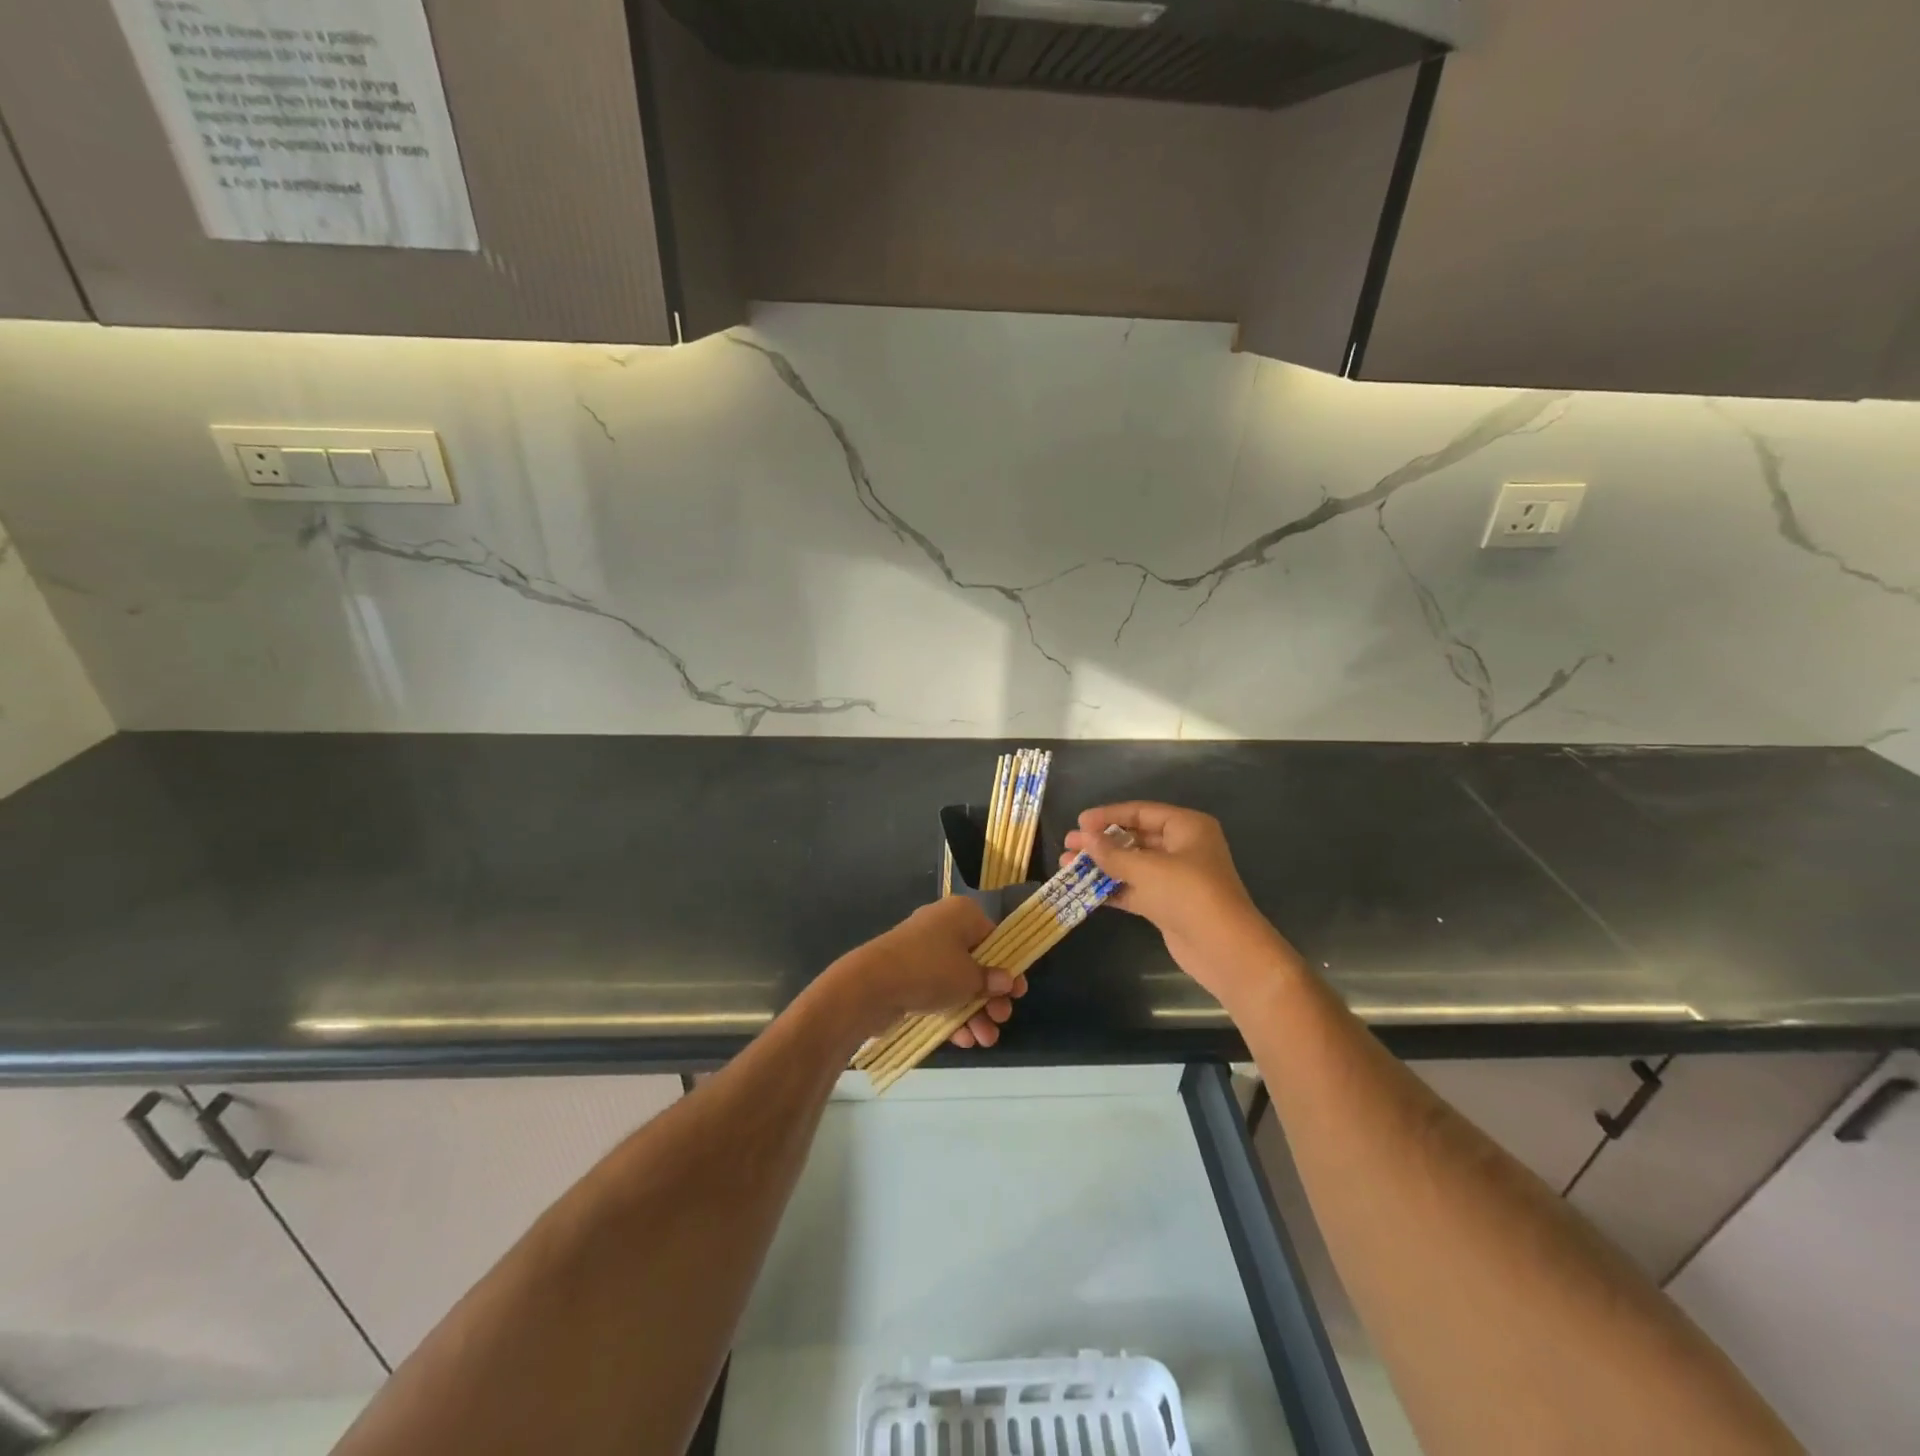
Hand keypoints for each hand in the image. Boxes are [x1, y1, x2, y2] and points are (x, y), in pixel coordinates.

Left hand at [821, 896, 1028, 1047]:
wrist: (871, 984)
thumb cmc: (930, 970)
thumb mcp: (969, 978)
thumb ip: (991, 981)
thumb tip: (1005, 981)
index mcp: (962, 914)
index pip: (994, 937)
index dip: (1007, 966)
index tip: (1017, 993)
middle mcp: (942, 926)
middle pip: (977, 962)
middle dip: (990, 997)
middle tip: (1001, 1019)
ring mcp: (922, 951)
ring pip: (957, 982)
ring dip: (974, 1012)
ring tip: (985, 1040)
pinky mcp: (907, 974)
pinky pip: (937, 992)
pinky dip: (951, 1013)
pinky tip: (963, 1040)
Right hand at [1063, 802, 1297, 1007]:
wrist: (1223, 948)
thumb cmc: (1189, 894)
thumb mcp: (1147, 868)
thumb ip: (1111, 853)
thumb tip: (1084, 838)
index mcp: (1186, 827)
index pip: (1141, 812)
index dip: (1108, 816)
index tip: (1079, 822)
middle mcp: (1182, 847)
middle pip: (1135, 838)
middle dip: (1101, 842)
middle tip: (1069, 844)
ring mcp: (1175, 878)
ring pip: (1131, 865)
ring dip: (1101, 866)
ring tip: (1067, 866)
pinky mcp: (1167, 904)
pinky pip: (1134, 889)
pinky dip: (1111, 888)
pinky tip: (1083, 889)